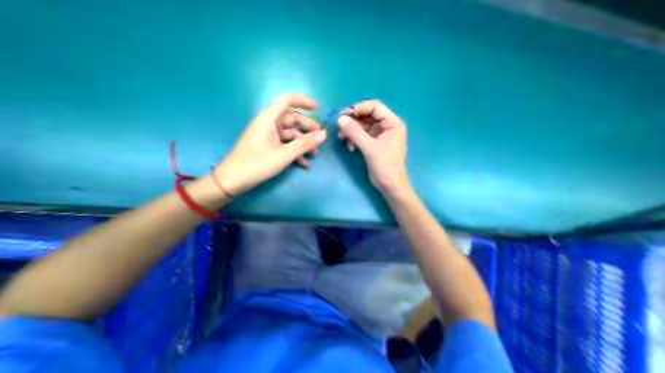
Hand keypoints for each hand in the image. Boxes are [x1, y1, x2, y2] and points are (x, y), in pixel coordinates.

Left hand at [212, 93, 325, 195]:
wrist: (233, 180)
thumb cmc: (257, 163)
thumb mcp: (284, 154)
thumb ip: (305, 144)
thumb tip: (323, 135)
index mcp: (269, 118)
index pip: (288, 100)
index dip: (304, 101)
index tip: (318, 108)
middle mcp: (268, 123)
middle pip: (292, 119)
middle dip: (307, 128)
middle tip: (320, 137)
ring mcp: (267, 135)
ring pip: (290, 134)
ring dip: (303, 143)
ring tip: (315, 154)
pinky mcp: (267, 146)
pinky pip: (284, 144)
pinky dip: (295, 151)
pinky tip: (304, 163)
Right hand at [338, 99, 410, 192]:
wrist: (390, 185)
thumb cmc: (385, 166)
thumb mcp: (370, 148)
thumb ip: (355, 132)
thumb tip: (340, 119)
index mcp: (392, 123)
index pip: (375, 107)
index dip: (359, 108)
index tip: (344, 114)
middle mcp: (387, 126)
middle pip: (367, 115)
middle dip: (353, 120)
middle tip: (339, 125)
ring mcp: (380, 135)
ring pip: (362, 126)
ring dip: (351, 130)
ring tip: (341, 138)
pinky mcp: (374, 143)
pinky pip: (361, 135)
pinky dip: (354, 138)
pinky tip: (349, 146)